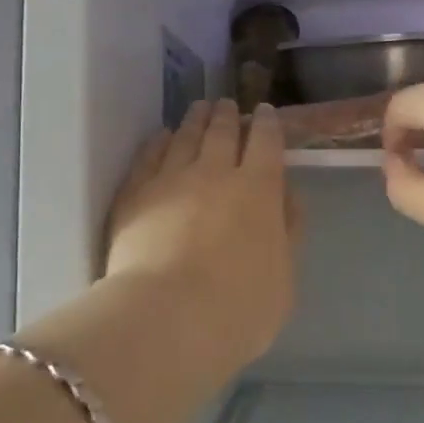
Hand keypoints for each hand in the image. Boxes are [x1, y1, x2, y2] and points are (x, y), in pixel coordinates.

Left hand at [105, 99, 300, 365]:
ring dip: (195, 119)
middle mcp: (216, 173)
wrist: (166, 317)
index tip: (265, 113)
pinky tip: (161, 136)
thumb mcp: (283, 279)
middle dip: (228, 115)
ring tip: (199, 108)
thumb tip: (286, 196)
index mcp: (259, 190)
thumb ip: (288, 231)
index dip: (268, 124)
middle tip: (227, 105)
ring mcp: (171, 178)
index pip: (267, 142)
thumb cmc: (238, 309)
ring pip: (185, 136)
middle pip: (223, 132)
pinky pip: (149, 155)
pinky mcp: (135, 193)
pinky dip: (158, 141)